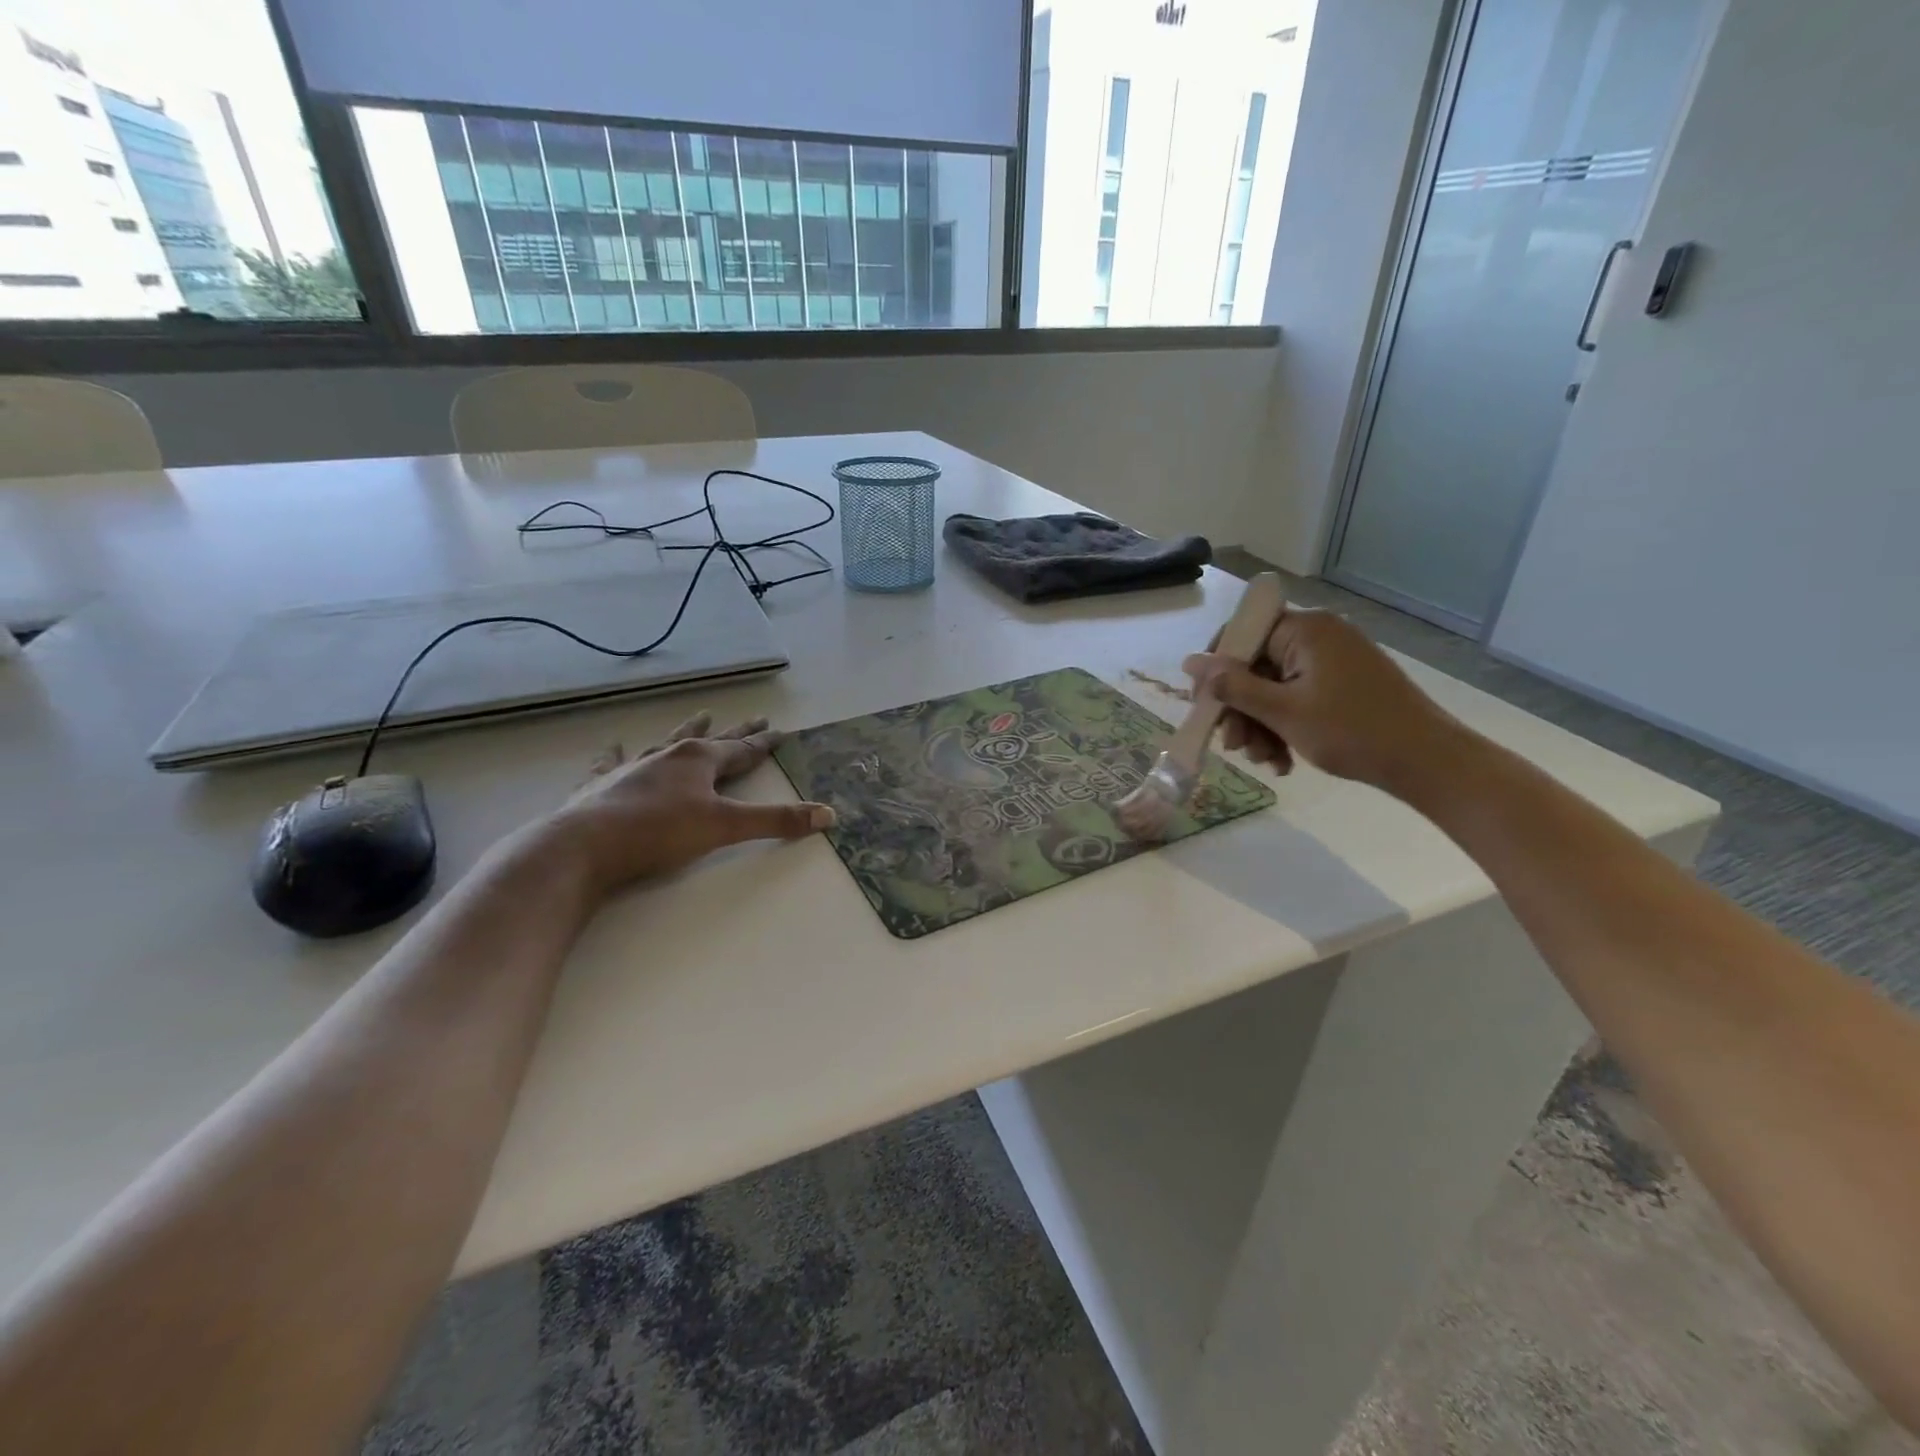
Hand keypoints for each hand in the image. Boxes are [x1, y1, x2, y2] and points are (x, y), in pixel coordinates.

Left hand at [542, 712, 833, 894]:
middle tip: (756, 717)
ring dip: (687, 730)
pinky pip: (613, 762)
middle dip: (737, 732)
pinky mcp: (603, 784)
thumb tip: (828, 814)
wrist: (584, 846)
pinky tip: (613, 745)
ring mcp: (634, 767)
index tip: (781, 731)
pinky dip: (616, 753)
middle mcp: (669, 755)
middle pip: (712, 740)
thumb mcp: (726, 827)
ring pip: (668, 742)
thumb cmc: (660, 832)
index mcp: (700, 760)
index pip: (743, 749)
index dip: (764, 743)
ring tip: (701, 714)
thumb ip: (776, 820)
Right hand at [1183, 609, 1461, 793]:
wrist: (1428, 762)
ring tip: (1265, 762)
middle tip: (1235, 748)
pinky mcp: (1344, 684)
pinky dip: (1285, 727)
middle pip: (1256, 666)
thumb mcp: (1282, 711)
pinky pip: (1298, 698)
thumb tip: (1190, 661)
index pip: (1240, 635)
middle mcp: (1318, 636)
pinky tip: (1284, 761)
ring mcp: (1333, 661)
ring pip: (1274, 688)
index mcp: (1304, 630)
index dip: (1215, 671)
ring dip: (1261, 725)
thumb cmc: (1351, 731)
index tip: (1204, 707)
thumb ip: (1232, 685)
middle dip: (1241, 710)